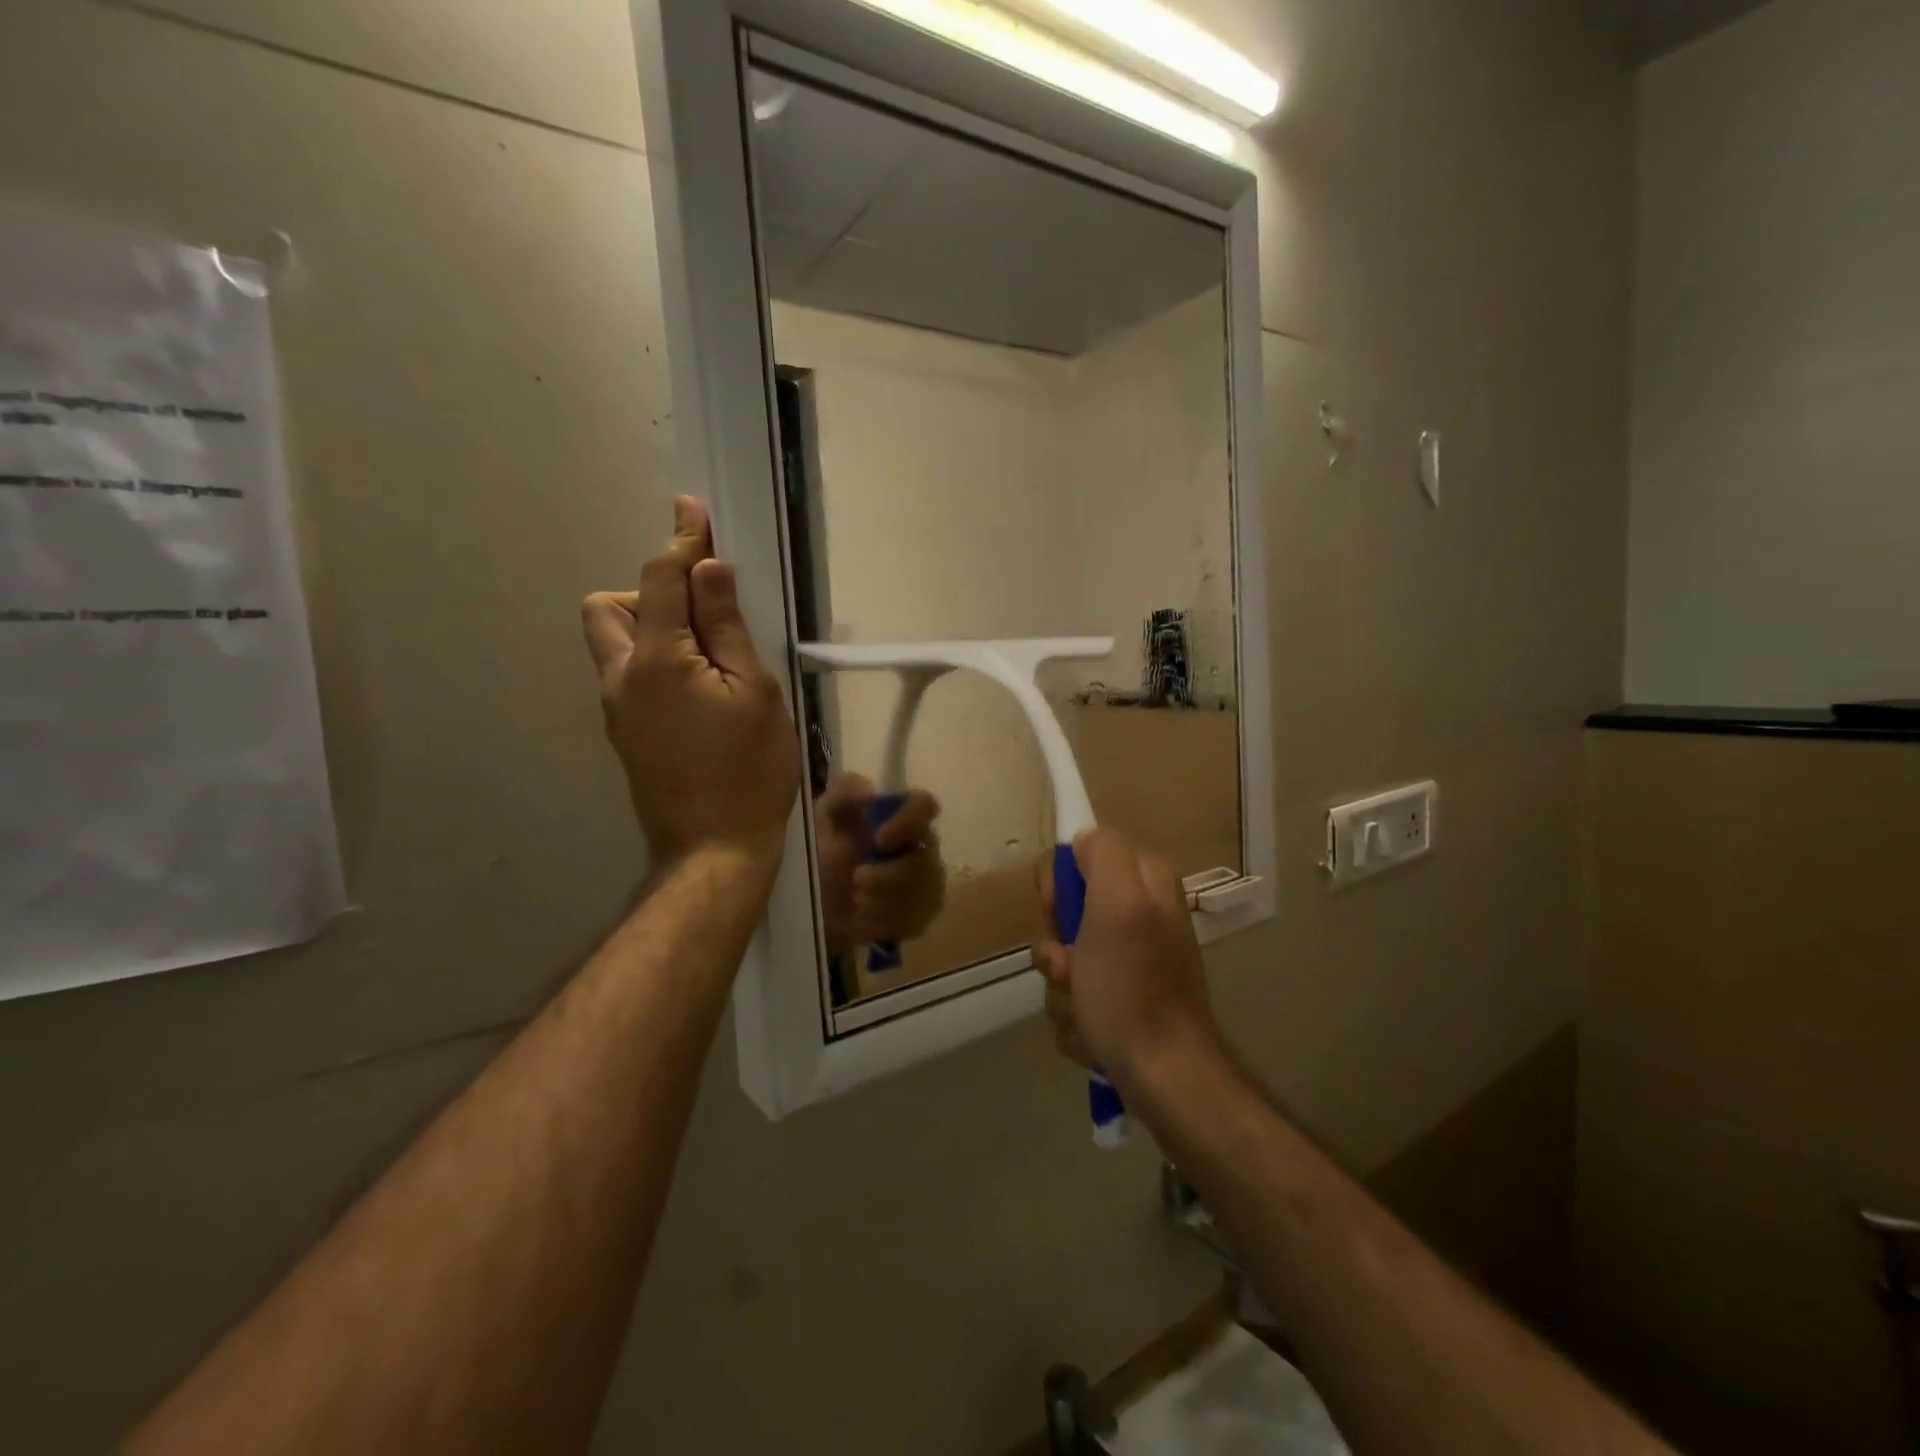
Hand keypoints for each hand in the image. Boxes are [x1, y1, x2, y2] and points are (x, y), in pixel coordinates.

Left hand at [582, 497, 799, 868]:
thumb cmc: (749, 770)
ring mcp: (616, 711)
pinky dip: (654, 663)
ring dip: (649, 629)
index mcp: (657, 659)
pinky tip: (698, 693)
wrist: (713, 850)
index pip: (663, 580)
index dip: (681, 540)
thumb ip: (728, 628)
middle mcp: (621, 677)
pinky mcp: (625, 736)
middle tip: (701, 616)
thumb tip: (710, 570)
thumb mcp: (755, 693)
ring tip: (706, 658)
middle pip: (608, 608)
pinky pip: (628, 677)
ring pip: (613, 645)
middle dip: (649, 593)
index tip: (692, 509)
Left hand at [814, 775, 945, 955]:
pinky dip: (885, 921)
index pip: (925, 806)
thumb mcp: (824, 817)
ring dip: (884, 899)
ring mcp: (927, 882)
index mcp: (900, 816)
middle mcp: (921, 846)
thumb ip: (843, 794)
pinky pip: (915, 920)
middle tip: (857, 880)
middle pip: (926, 859)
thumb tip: (869, 789)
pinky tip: (864, 918)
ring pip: (922, 893)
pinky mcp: (922, 914)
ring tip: (855, 900)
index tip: (880, 838)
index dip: (910, 820)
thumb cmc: (823, 851)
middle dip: (890, 875)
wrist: (816, 903)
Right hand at [1035, 827, 1222, 1088]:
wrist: (1164, 1078)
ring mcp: (1131, 964)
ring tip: (1086, 1014)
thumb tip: (1082, 843)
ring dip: (1063, 991)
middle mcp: (1140, 917)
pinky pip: (1074, 998)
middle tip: (1073, 970)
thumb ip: (1103, 854)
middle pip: (1067, 913)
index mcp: (1145, 884)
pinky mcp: (1122, 1003)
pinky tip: (1093, 1037)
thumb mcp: (1118, 905)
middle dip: (1058, 949)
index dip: (1059, 883)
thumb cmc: (1132, 989)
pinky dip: (1076, 1020)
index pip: (1080, 855)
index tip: (1057, 910)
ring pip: (1065, 961)